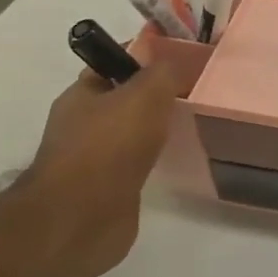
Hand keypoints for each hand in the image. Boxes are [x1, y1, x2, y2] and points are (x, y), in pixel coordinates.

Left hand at [21, 42, 177, 276]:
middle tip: (195, 94)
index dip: (146, 57)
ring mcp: (94, 160)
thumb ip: (162, 73)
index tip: (183, 59)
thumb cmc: (108, 148)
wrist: (82, 219)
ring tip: (192, 126)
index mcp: (81, 96)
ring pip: (132, 133)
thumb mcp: (143, 96)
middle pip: (124, 100)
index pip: (114, 64)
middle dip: (156, 96)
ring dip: (157, 130)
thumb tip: (175, 59)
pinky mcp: (110, 189)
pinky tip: (177, 160)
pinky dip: (156, 159)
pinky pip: (138, 164)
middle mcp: (83, 125)